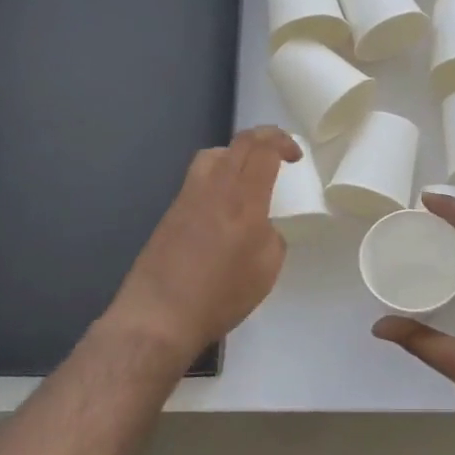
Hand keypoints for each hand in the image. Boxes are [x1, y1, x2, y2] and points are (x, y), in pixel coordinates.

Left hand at [103, 126, 300, 360]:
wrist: (159, 316)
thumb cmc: (220, 296)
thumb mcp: (266, 270)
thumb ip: (272, 237)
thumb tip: (262, 226)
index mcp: (244, 200)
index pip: (263, 150)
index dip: (283, 143)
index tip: (295, 157)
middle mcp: (215, 188)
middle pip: (240, 143)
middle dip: (265, 138)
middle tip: (279, 153)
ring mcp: (188, 196)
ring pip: (214, 154)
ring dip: (237, 153)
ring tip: (248, 173)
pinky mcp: (172, 210)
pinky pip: (199, 176)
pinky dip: (218, 174)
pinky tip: (224, 203)